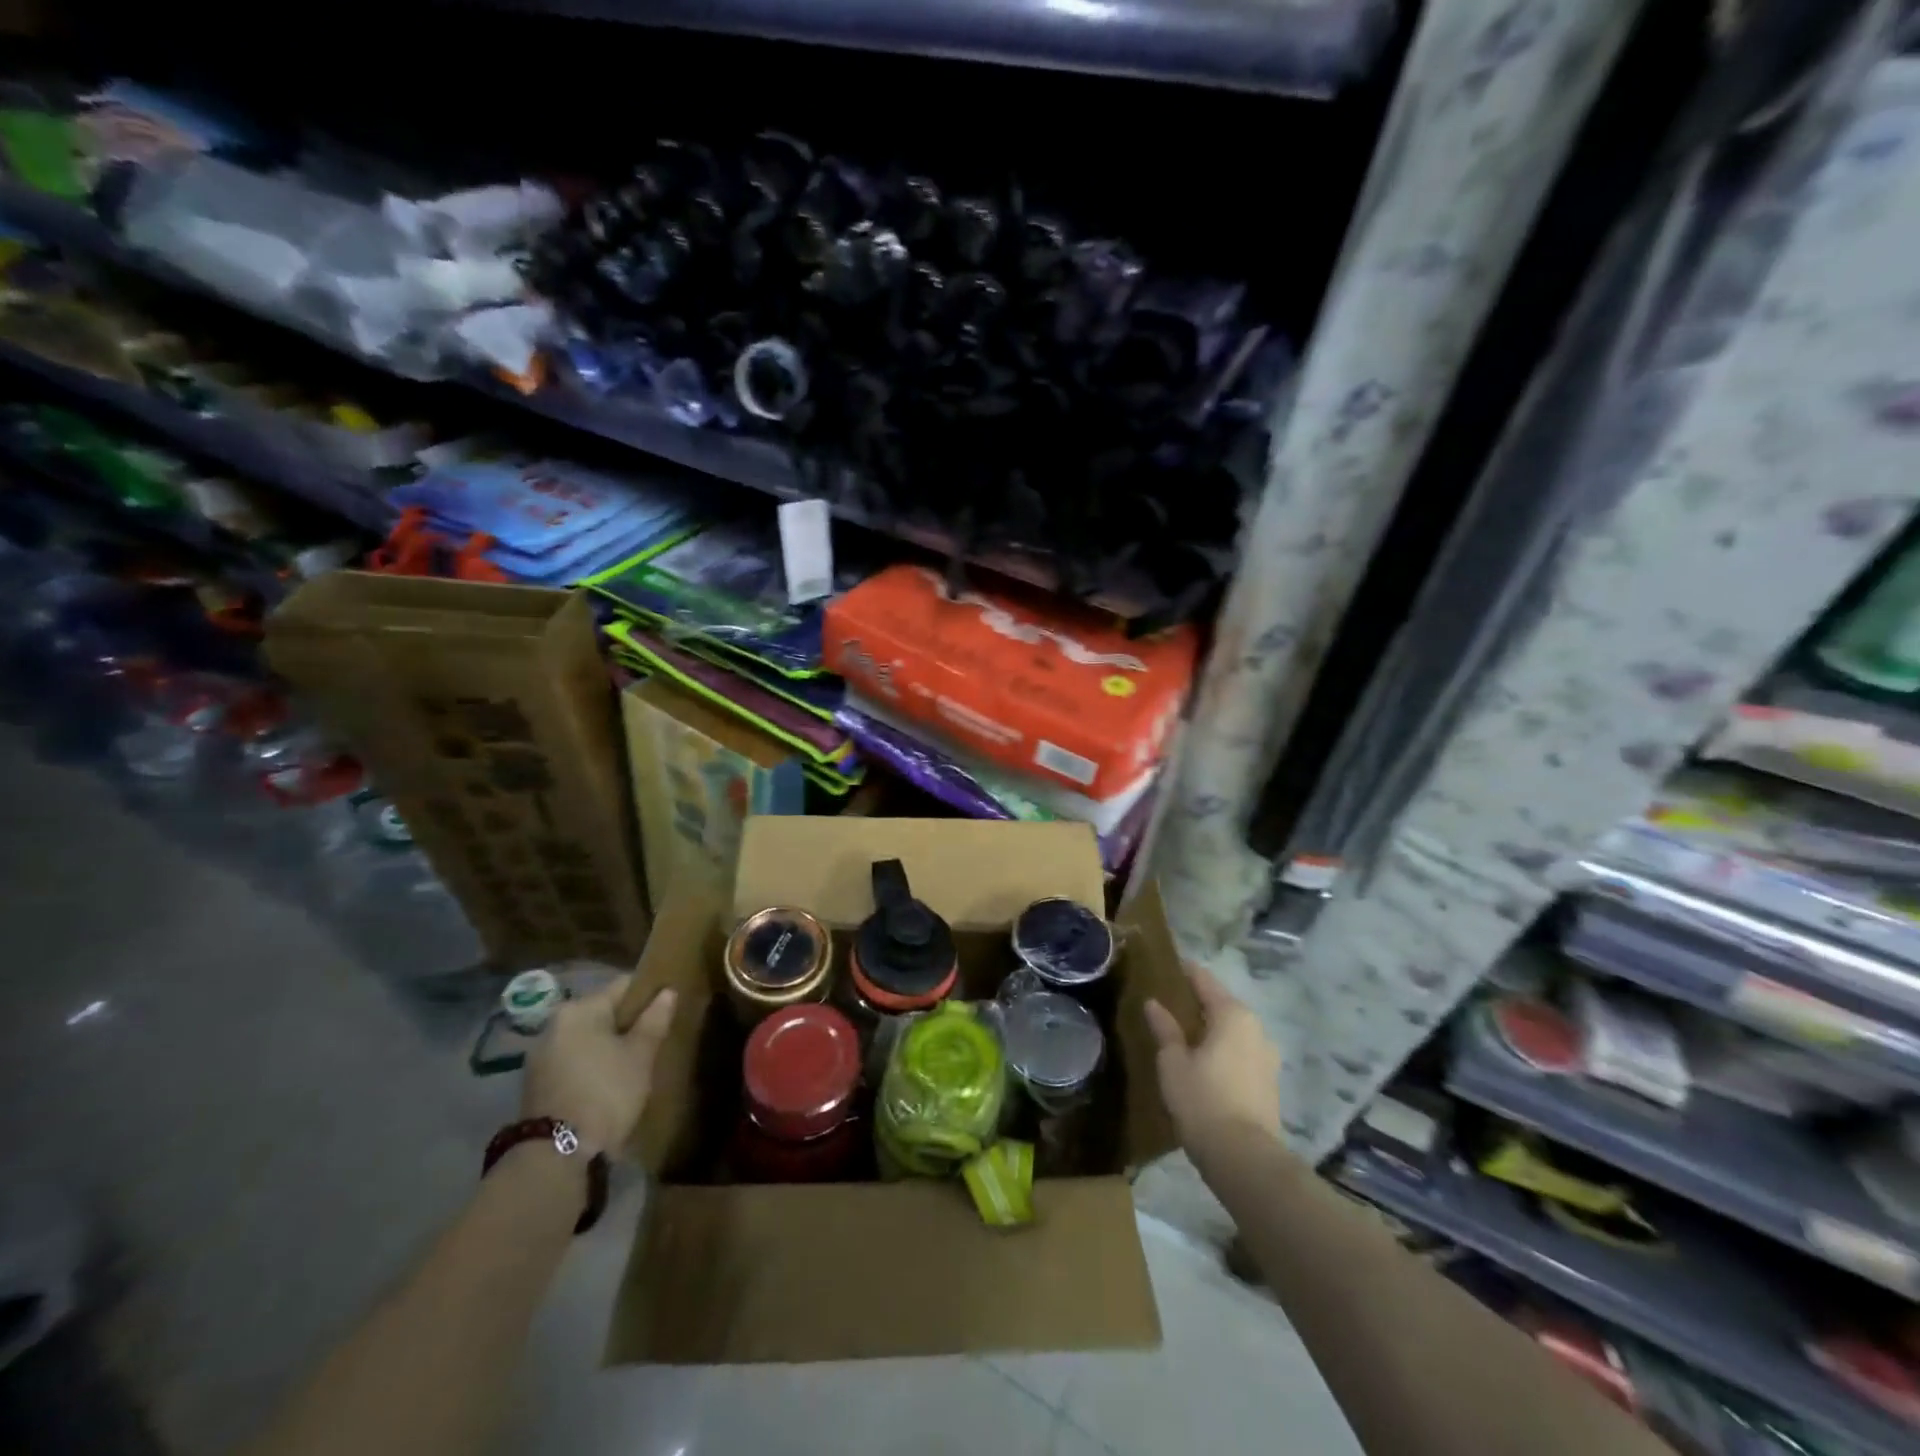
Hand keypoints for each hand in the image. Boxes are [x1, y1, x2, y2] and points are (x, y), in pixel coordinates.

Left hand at [522, 978, 677, 1157]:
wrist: (556, 1155)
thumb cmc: (606, 1092)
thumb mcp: (641, 1055)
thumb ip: (655, 1020)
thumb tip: (667, 992)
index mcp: (579, 1009)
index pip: (623, 986)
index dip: (649, 994)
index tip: (667, 1010)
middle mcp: (554, 1024)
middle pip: (602, 1012)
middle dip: (627, 1024)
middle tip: (653, 1041)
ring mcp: (540, 1056)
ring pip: (586, 1039)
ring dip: (608, 1046)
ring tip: (633, 1065)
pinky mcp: (536, 1084)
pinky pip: (572, 1061)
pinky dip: (591, 1065)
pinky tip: (608, 1084)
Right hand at [1144, 961, 1281, 1163]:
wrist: (1244, 1158)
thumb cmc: (1202, 1100)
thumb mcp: (1173, 1062)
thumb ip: (1165, 1029)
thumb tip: (1153, 1003)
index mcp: (1232, 1014)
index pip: (1204, 980)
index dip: (1185, 972)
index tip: (1167, 966)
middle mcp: (1255, 1028)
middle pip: (1222, 1004)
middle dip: (1197, 1002)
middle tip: (1169, 1004)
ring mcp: (1267, 1056)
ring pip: (1234, 1030)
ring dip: (1212, 1028)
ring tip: (1185, 1035)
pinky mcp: (1269, 1082)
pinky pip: (1241, 1052)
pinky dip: (1223, 1049)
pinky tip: (1204, 1062)